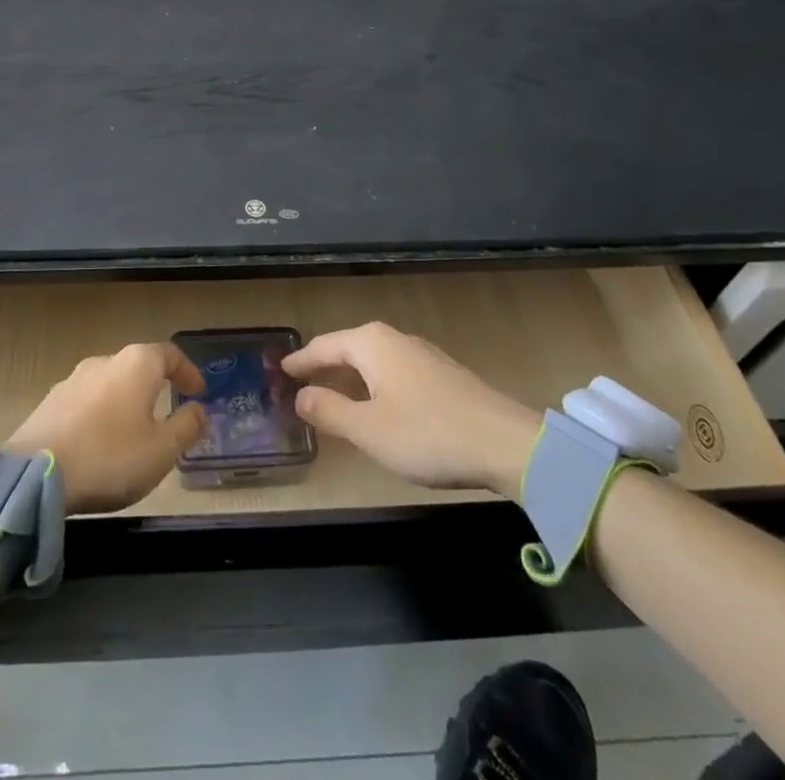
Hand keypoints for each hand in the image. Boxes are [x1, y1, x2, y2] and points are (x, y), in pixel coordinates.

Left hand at [9, 343, 207, 513]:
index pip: (170, 354)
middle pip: (138, 366)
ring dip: (125, 401)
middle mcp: (105, 361)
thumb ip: (186, 427)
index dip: (188, 372)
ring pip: (110, 383)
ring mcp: (73, 379)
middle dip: (155, 386)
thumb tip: (200, 411)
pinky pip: (87, 401)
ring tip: (132, 431)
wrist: (35, 473)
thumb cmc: (110, 457)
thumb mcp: (161, 450)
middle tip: (167, 412)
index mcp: (136, 364)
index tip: (198, 392)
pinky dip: (100, 414)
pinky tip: (99, 441)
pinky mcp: (51, 401)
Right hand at [282, 323, 540, 494]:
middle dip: (324, 367)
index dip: (300, 361)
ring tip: (332, 397)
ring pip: (373, 362)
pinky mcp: (443, 375)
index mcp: (371, 344)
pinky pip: (393, 373)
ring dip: (350, 378)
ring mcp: (422, 355)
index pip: (323, 346)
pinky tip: (377, 408)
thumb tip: (300, 396)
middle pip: (348, 349)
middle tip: (299, 384)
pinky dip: (374, 386)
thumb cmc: (427, 434)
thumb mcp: (367, 429)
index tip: (279, 369)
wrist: (505, 444)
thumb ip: (328, 411)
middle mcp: (394, 339)